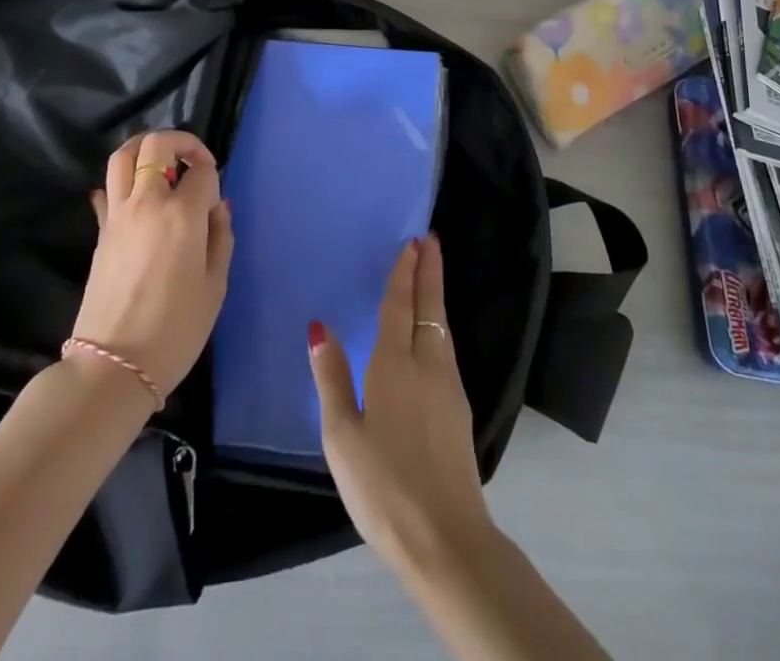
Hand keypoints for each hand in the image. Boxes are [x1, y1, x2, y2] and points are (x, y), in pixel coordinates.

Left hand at [71, 130, 232, 396]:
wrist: (113, 366)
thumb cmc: (175, 330)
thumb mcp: (215, 286)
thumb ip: (221, 237)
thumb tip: (218, 207)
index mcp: (182, 214)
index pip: (202, 171)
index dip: (214, 176)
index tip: (216, 200)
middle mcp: (147, 203)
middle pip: (156, 145)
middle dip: (181, 142)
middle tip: (194, 161)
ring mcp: (118, 215)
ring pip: (123, 156)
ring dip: (145, 149)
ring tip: (163, 164)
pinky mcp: (100, 232)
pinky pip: (107, 190)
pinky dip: (122, 182)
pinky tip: (135, 196)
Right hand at [309, 235, 495, 576]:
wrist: (446, 538)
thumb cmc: (382, 486)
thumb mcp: (341, 435)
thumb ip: (331, 378)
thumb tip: (320, 328)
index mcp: (393, 366)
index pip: (398, 306)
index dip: (404, 274)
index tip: (413, 243)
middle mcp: (426, 365)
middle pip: (429, 307)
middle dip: (429, 272)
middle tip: (432, 241)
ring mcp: (449, 388)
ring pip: (442, 327)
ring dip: (436, 296)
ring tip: (432, 276)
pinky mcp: (460, 411)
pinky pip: (447, 350)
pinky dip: (439, 326)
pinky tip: (435, 335)